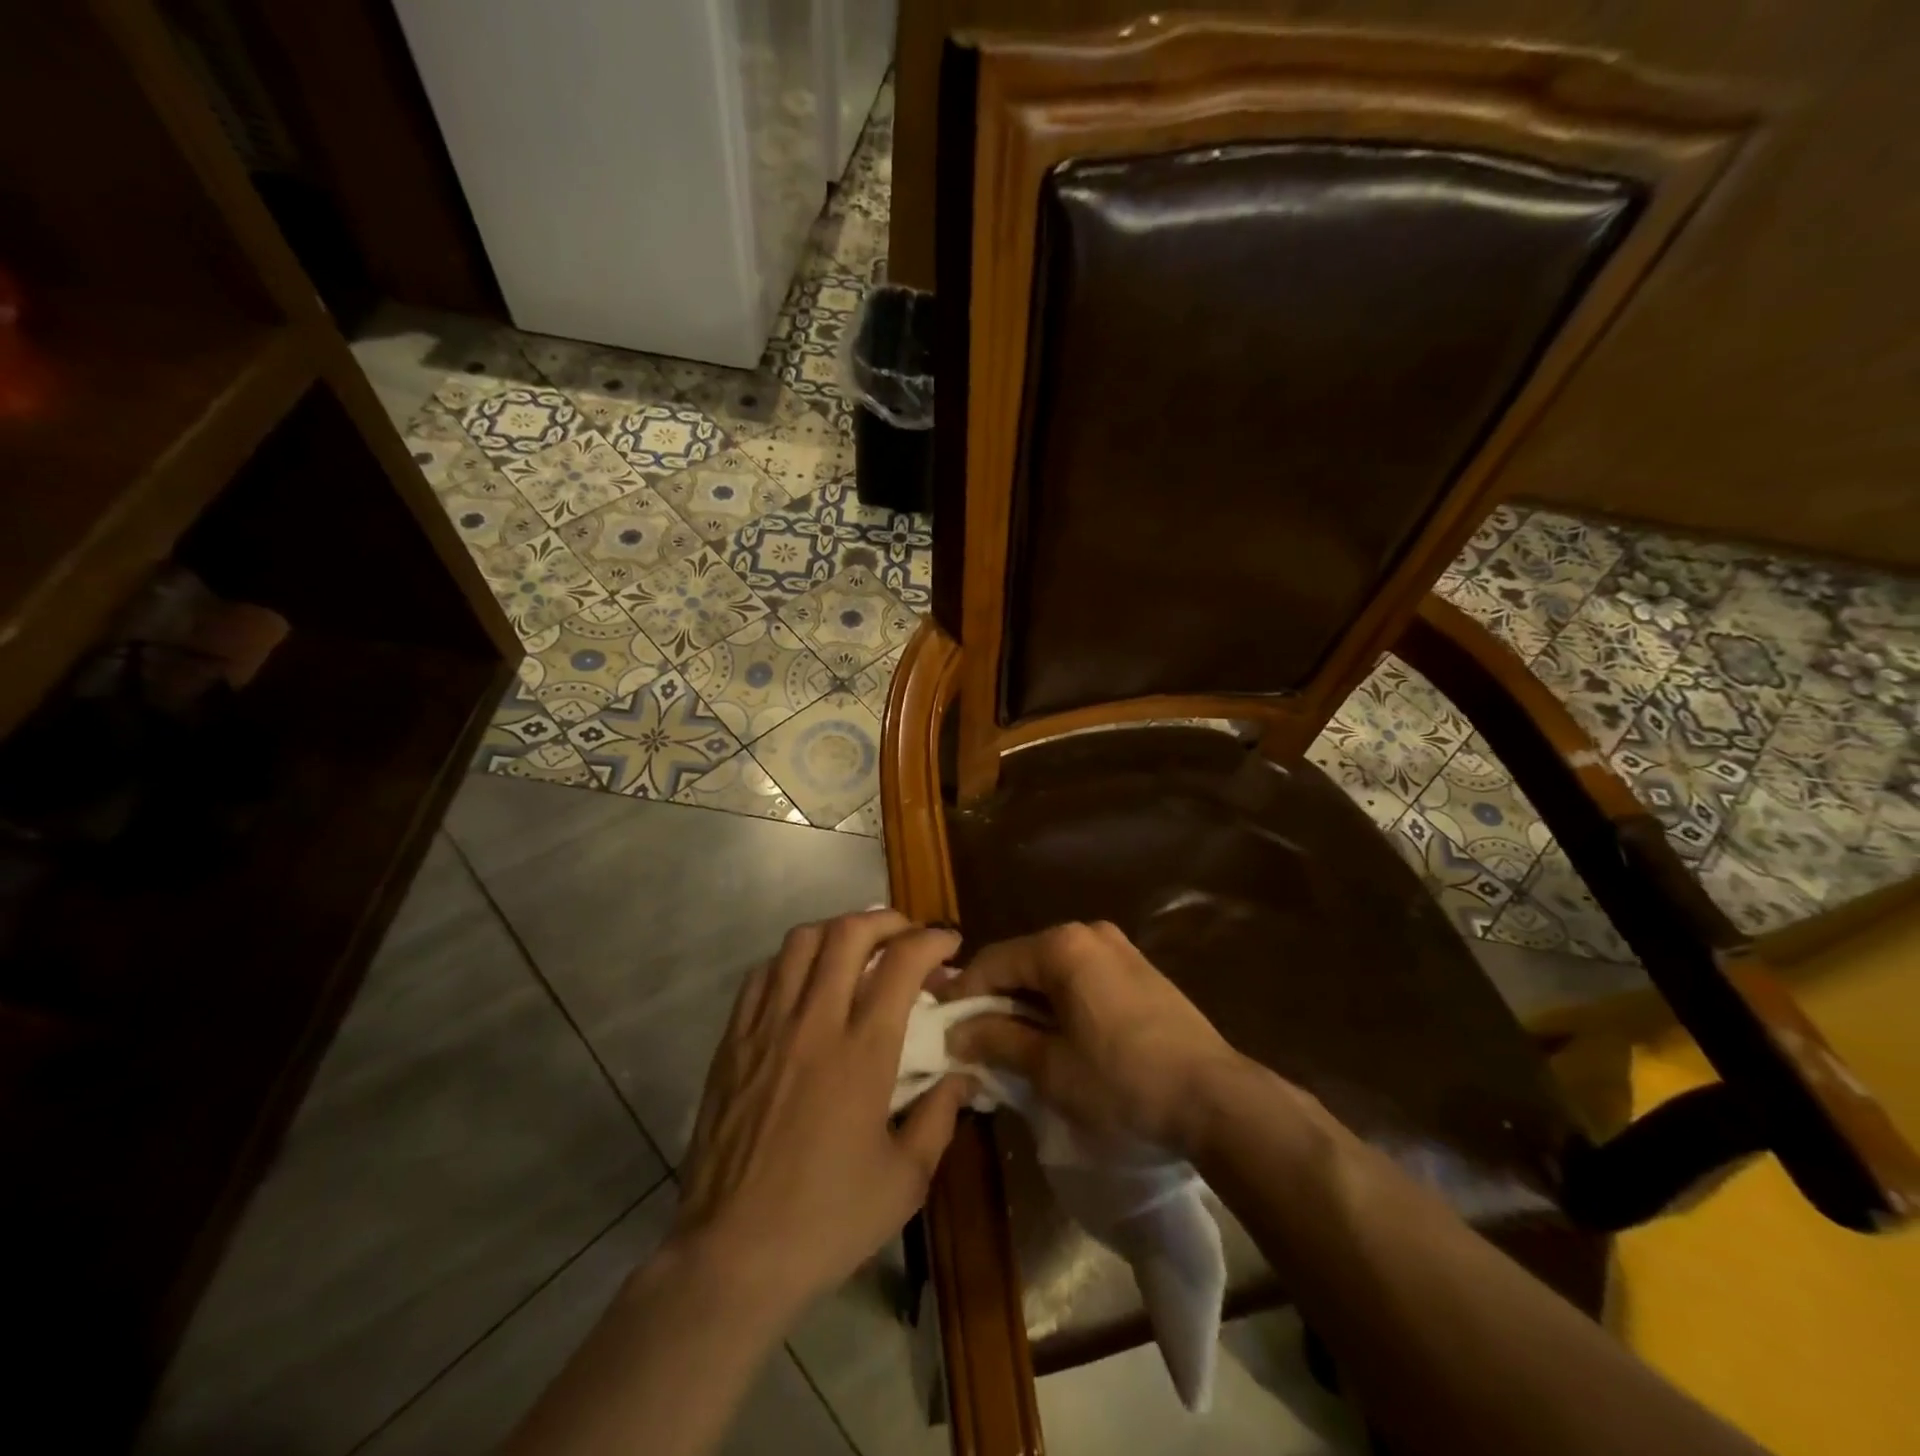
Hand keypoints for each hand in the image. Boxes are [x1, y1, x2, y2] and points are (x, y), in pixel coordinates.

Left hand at [672, 911, 971, 1312]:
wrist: (731, 1256)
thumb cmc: (826, 1221)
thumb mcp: (906, 1181)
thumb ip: (940, 1117)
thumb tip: (963, 1075)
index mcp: (862, 1052)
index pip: (901, 962)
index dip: (932, 940)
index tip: (949, 946)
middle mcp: (814, 1022)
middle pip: (848, 932)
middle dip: (887, 920)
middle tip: (907, 937)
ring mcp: (766, 1026)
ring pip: (801, 941)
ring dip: (838, 931)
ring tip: (858, 950)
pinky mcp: (733, 1040)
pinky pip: (762, 974)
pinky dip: (792, 961)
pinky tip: (806, 982)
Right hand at [944, 920, 1251, 1155]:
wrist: (1216, 1099)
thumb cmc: (1123, 1082)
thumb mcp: (1050, 1068)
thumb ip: (997, 1041)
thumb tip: (955, 1034)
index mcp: (1062, 946)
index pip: (992, 962)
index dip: (962, 997)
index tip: (941, 1030)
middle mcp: (1088, 933)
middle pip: (1023, 963)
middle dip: (995, 1002)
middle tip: (973, 1043)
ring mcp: (1118, 949)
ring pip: (1053, 972)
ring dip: (1027, 1005)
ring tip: (1010, 1047)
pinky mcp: (1139, 970)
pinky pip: (1082, 979)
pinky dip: (1059, 1004)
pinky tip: (1055, 1039)